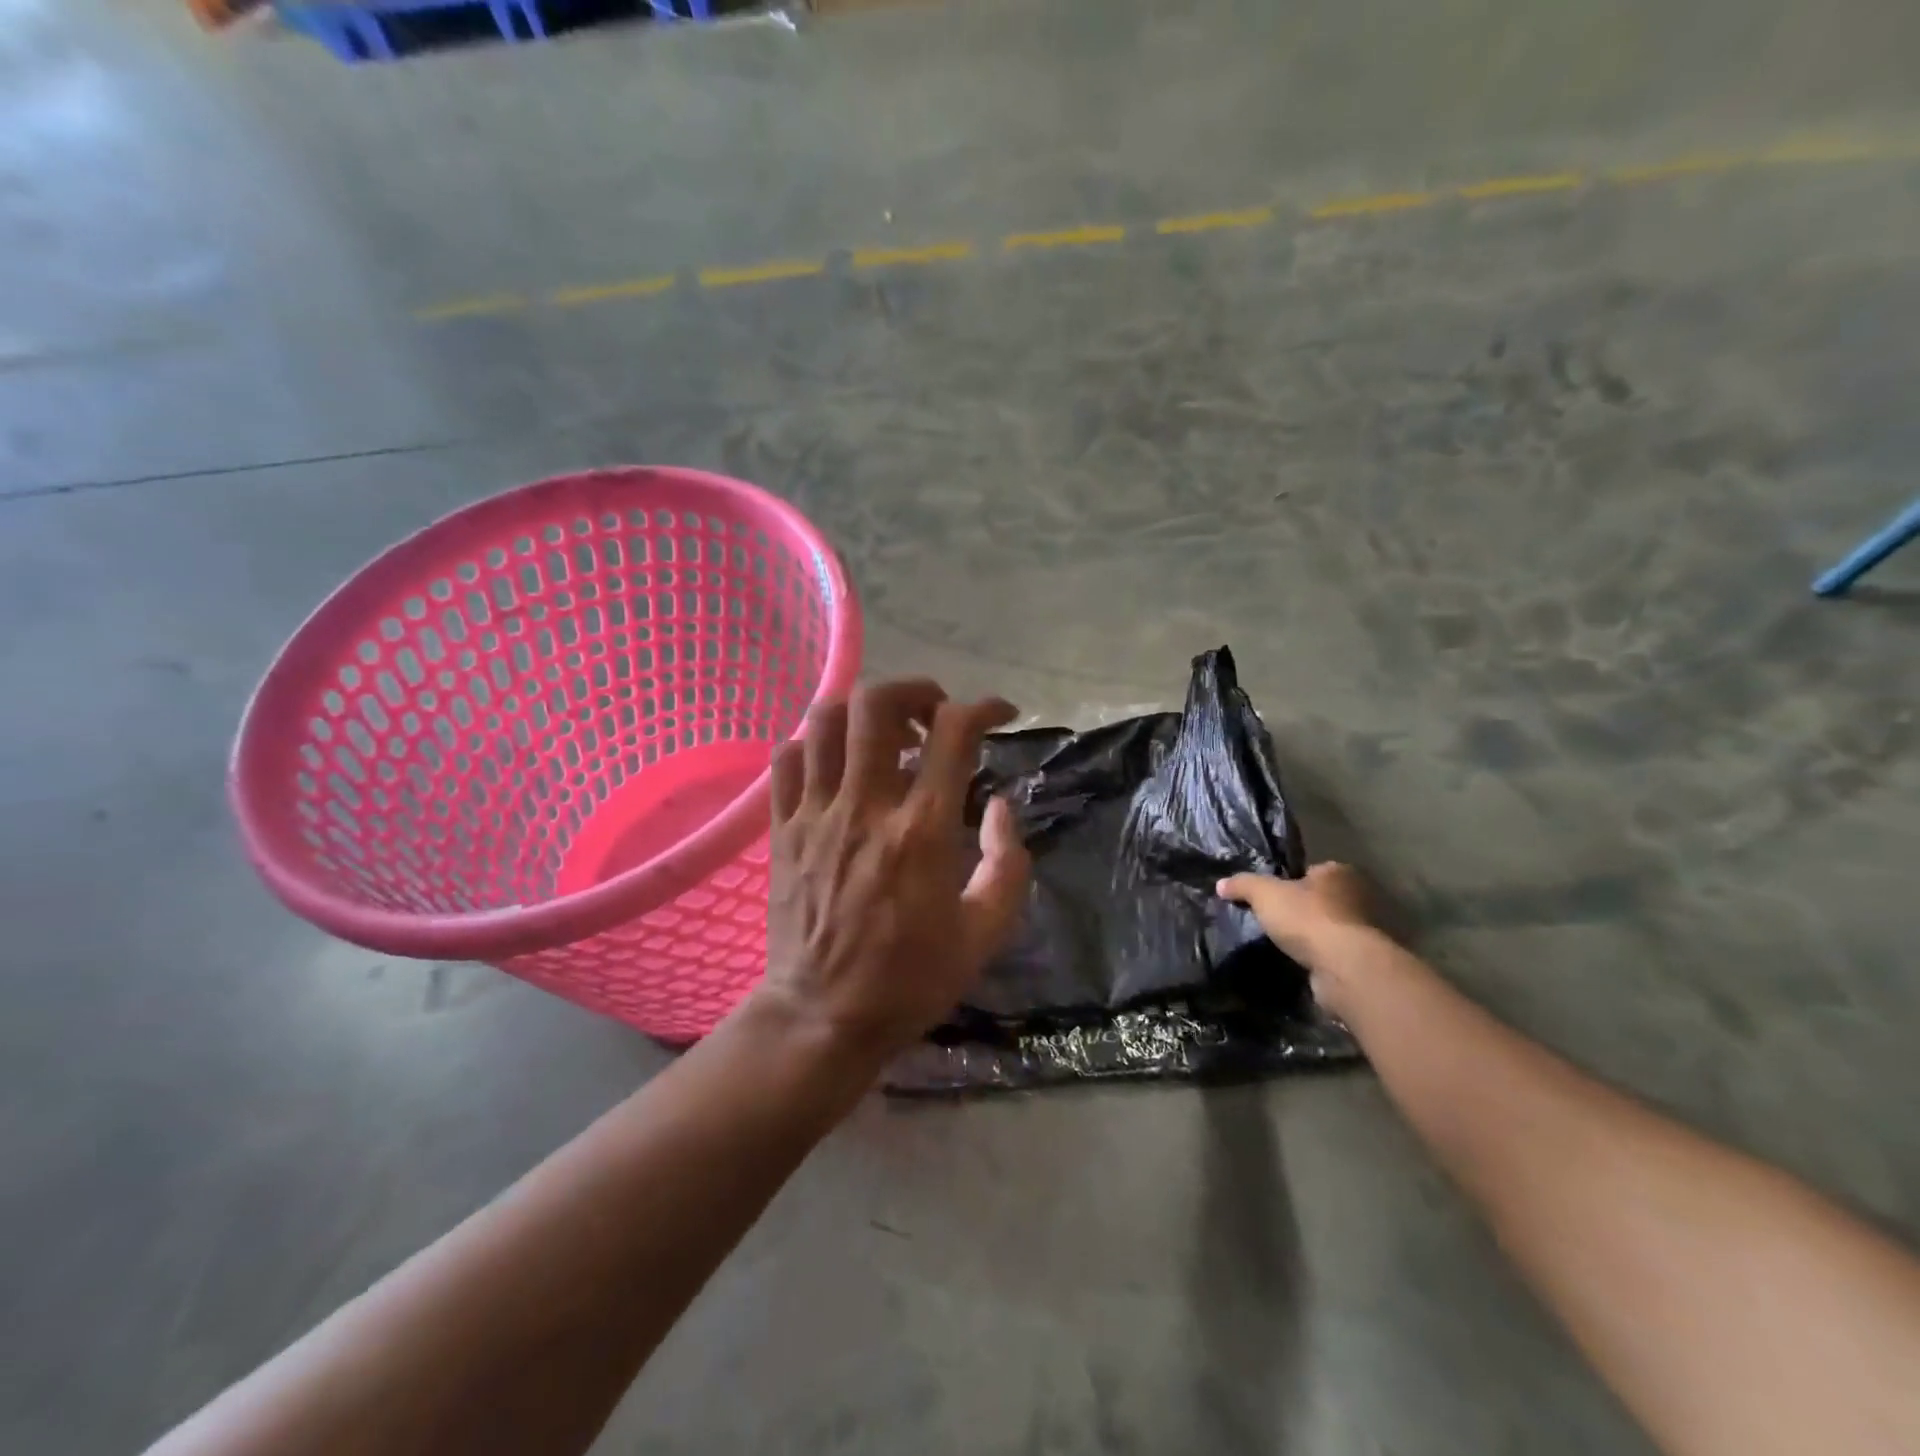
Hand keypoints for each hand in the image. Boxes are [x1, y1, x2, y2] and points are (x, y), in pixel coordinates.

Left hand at [756, 679, 1031, 1064]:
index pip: (953, 734)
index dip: (983, 708)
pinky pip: (786, 759)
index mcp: (922, 832)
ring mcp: (815, 815)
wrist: (822, 1018)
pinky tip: (835, 765)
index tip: (999, 715)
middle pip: (876, 704)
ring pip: (824, 720)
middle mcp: (865, 807)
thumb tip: (1001, 806)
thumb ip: (1007, 864)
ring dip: (861, 711)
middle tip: (932, 715)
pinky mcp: (781, 830)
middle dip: (913, 690)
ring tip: (884, 733)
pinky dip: (813, 744)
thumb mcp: (984, 933)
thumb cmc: (910, 979)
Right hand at [1216, 862, 1379, 1008]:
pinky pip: (1334, 952)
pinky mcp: (1363, 960)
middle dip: (1301, 909)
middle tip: (1274, 920)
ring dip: (1311, 935)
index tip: (1271, 896)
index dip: (1290, 881)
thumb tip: (1221, 884)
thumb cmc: (1307, 918)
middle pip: (1321, 899)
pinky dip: (1319, 957)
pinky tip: (1300, 962)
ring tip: (1283, 944)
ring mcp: (1366, 930)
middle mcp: (1359, 897)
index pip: (1312, 871)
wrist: (1345, 967)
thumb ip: (1242, 884)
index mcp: (1339, 872)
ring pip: (1329, 927)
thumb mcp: (1264, 893)